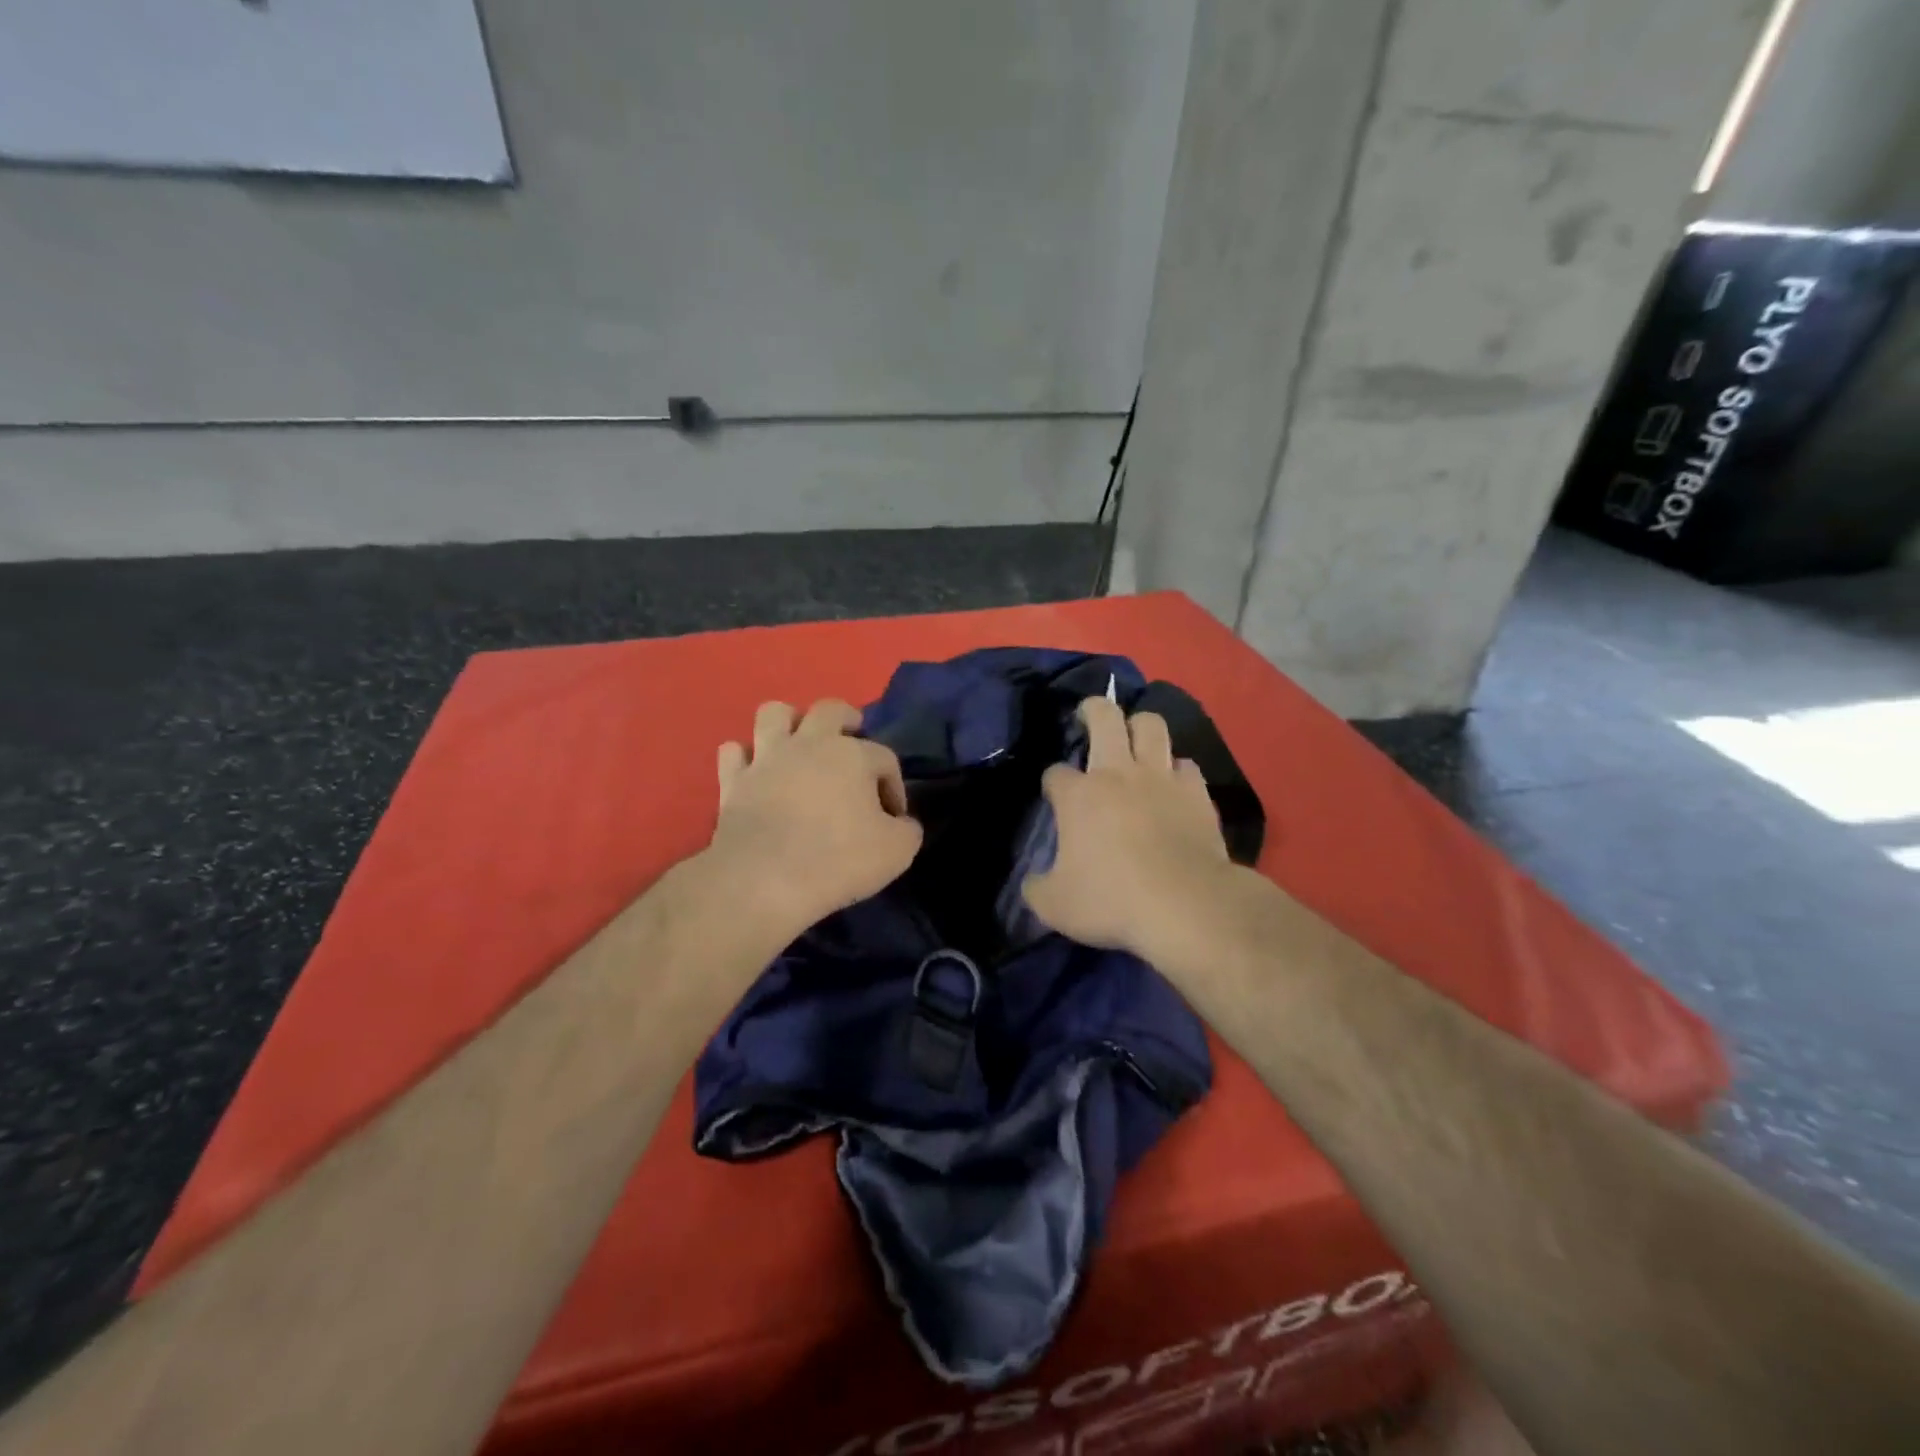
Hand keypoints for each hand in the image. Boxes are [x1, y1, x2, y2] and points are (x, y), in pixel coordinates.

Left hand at [708, 699, 923, 938]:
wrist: (764, 880)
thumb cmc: (838, 860)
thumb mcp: (897, 852)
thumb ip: (907, 830)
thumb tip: (901, 822)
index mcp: (853, 755)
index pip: (884, 758)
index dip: (894, 786)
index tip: (894, 818)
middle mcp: (809, 744)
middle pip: (830, 710)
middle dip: (847, 719)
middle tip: (853, 740)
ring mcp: (766, 758)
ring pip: (774, 714)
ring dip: (789, 722)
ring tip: (799, 743)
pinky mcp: (733, 781)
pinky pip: (733, 753)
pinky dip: (745, 758)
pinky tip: (755, 772)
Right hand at [1022, 697, 1234, 960]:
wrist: (1186, 905)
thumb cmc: (1112, 901)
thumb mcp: (1054, 906)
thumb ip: (1037, 888)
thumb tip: (1032, 882)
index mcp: (1078, 796)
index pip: (1056, 773)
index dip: (1053, 782)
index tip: (1055, 797)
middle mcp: (1118, 773)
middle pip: (1104, 717)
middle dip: (1093, 709)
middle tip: (1089, 715)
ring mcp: (1161, 778)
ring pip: (1151, 725)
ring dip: (1140, 725)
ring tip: (1134, 736)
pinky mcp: (1196, 792)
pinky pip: (1185, 764)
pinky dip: (1176, 768)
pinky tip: (1172, 782)